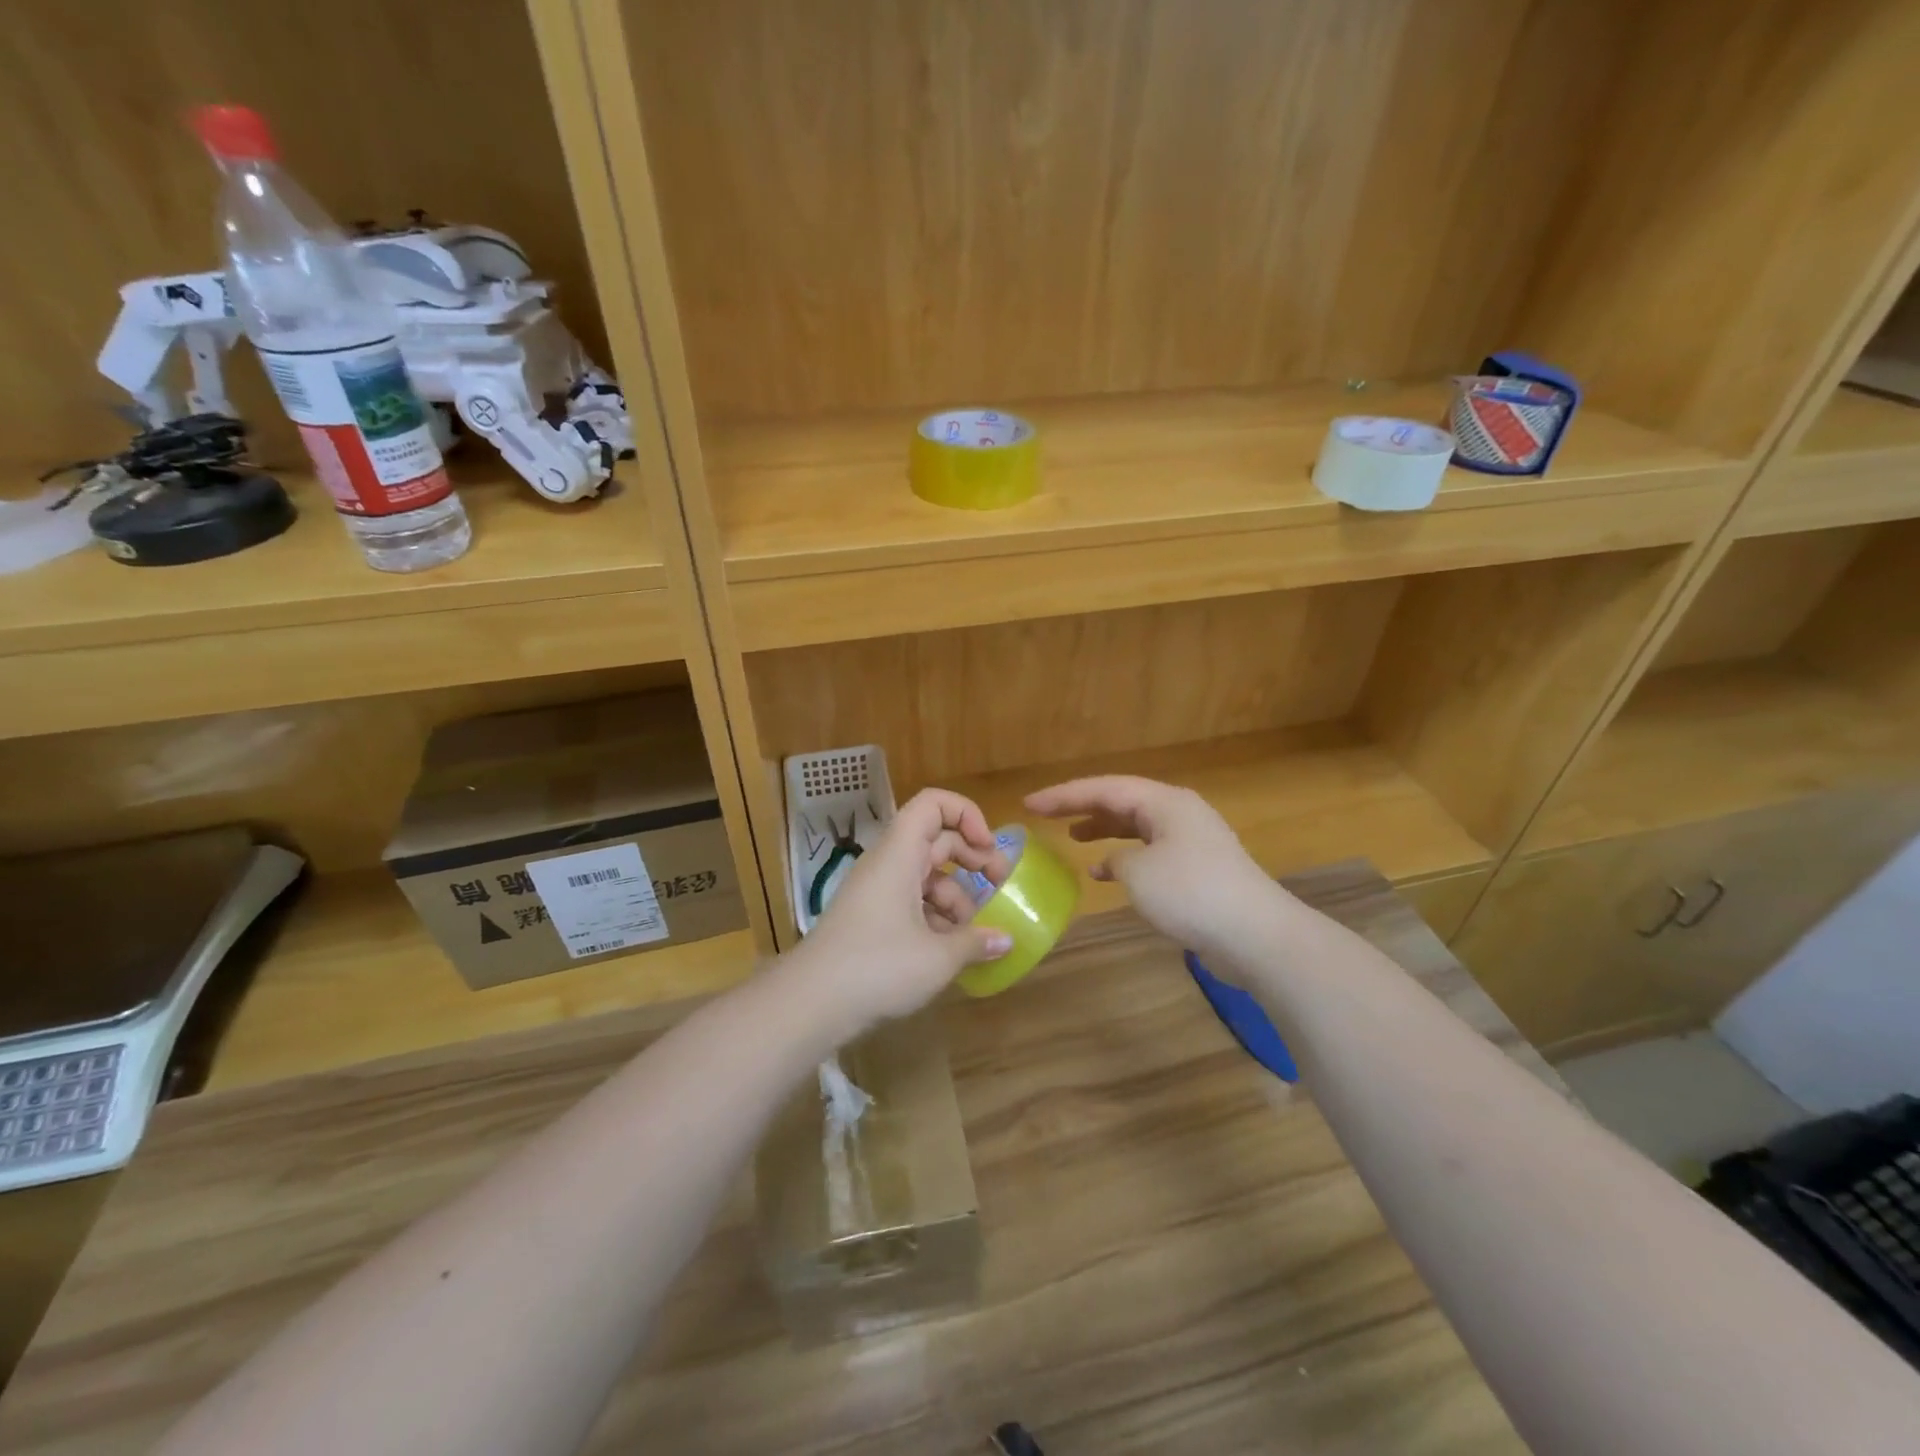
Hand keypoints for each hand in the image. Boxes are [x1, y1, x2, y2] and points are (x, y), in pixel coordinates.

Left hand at [787, 789, 1013, 1035]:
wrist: (810, 1003)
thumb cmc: (877, 967)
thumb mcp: (937, 957)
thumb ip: (975, 942)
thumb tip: (1005, 940)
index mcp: (900, 854)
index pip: (933, 804)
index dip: (967, 815)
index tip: (988, 849)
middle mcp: (888, 864)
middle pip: (937, 840)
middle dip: (973, 859)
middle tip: (1000, 886)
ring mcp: (878, 891)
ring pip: (927, 875)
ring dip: (957, 897)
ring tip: (973, 934)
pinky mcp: (872, 918)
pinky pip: (912, 902)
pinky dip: (936, 918)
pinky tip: (950, 951)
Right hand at [1024, 776, 1288, 963]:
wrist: (1256, 935)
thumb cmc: (1192, 894)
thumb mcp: (1139, 873)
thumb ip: (1116, 859)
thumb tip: (1115, 863)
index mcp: (1165, 802)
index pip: (1104, 788)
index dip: (1063, 795)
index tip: (1029, 804)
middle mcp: (1178, 813)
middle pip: (1121, 801)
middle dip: (1081, 806)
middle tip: (1045, 814)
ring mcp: (1191, 840)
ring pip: (1136, 826)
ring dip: (1103, 830)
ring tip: (1072, 837)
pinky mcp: (1197, 868)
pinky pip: (1150, 850)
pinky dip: (1124, 857)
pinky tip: (1104, 874)